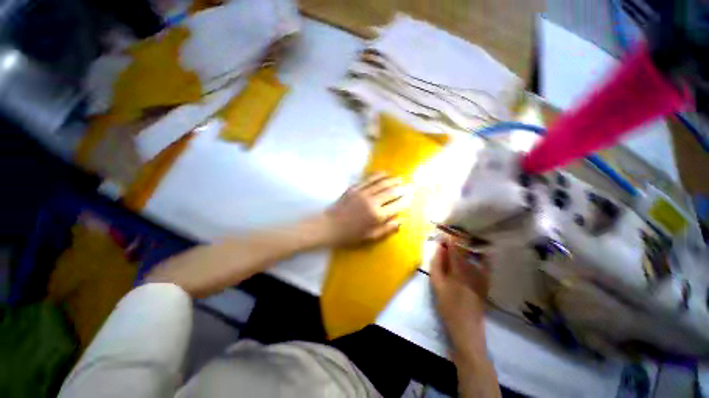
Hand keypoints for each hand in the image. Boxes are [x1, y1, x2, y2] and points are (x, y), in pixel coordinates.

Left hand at [322, 173, 404, 246]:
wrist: (329, 226)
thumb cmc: (350, 235)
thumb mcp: (370, 237)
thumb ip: (386, 229)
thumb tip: (401, 221)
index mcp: (377, 216)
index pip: (396, 206)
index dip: (405, 201)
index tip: (411, 197)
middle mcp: (372, 202)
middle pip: (390, 192)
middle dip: (401, 188)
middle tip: (408, 185)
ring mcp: (363, 193)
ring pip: (381, 183)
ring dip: (392, 180)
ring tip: (399, 178)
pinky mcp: (354, 188)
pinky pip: (368, 179)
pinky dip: (378, 175)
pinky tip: (384, 173)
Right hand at [430, 240, 489, 351]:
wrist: (467, 326)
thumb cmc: (448, 304)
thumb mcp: (436, 283)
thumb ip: (437, 263)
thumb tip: (439, 247)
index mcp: (460, 268)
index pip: (455, 246)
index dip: (448, 238)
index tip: (442, 234)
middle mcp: (474, 268)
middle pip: (465, 247)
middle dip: (456, 240)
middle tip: (448, 238)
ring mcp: (483, 274)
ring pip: (474, 254)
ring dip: (465, 246)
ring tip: (458, 244)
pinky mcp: (486, 280)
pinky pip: (484, 262)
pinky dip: (479, 255)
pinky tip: (475, 253)